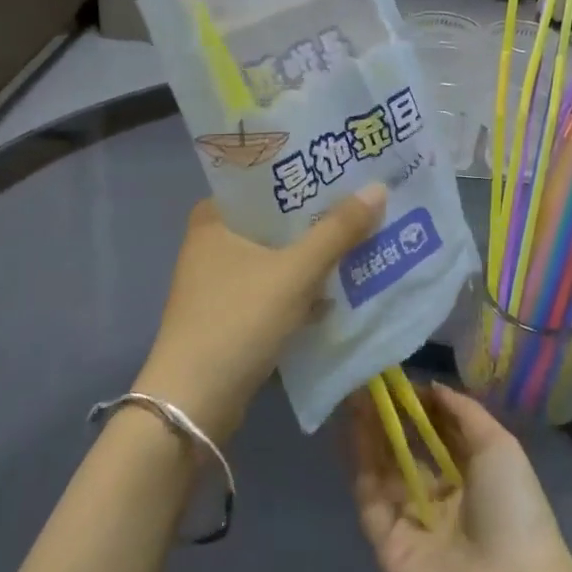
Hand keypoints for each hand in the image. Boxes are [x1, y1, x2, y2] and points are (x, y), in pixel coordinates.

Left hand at [135, 185, 384, 441]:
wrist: (193, 407)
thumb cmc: (237, 321)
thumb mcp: (295, 272)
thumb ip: (338, 231)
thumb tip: (379, 187)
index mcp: (214, 218)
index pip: (264, 179)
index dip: (304, 171)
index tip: (343, 165)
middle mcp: (213, 243)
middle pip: (276, 218)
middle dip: (317, 214)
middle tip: (363, 197)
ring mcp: (220, 282)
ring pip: (278, 254)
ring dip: (314, 251)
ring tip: (361, 234)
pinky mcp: (231, 314)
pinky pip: (275, 286)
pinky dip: (303, 285)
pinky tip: (339, 284)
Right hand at [348, 382, 571, 571]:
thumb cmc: (514, 509)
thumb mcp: (498, 446)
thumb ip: (464, 412)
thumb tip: (431, 386)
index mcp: (470, 477)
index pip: (436, 434)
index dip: (418, 405)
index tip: (398, 375)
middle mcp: (438, 496)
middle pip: (406, 449)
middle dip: (388, 415)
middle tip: (368, 378)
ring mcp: (411, 519)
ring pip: (383, 468)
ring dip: (369, 430)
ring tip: (355, 390)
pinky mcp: (387, 541)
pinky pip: (370, 495)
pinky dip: (360, 460)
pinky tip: (354, 425)